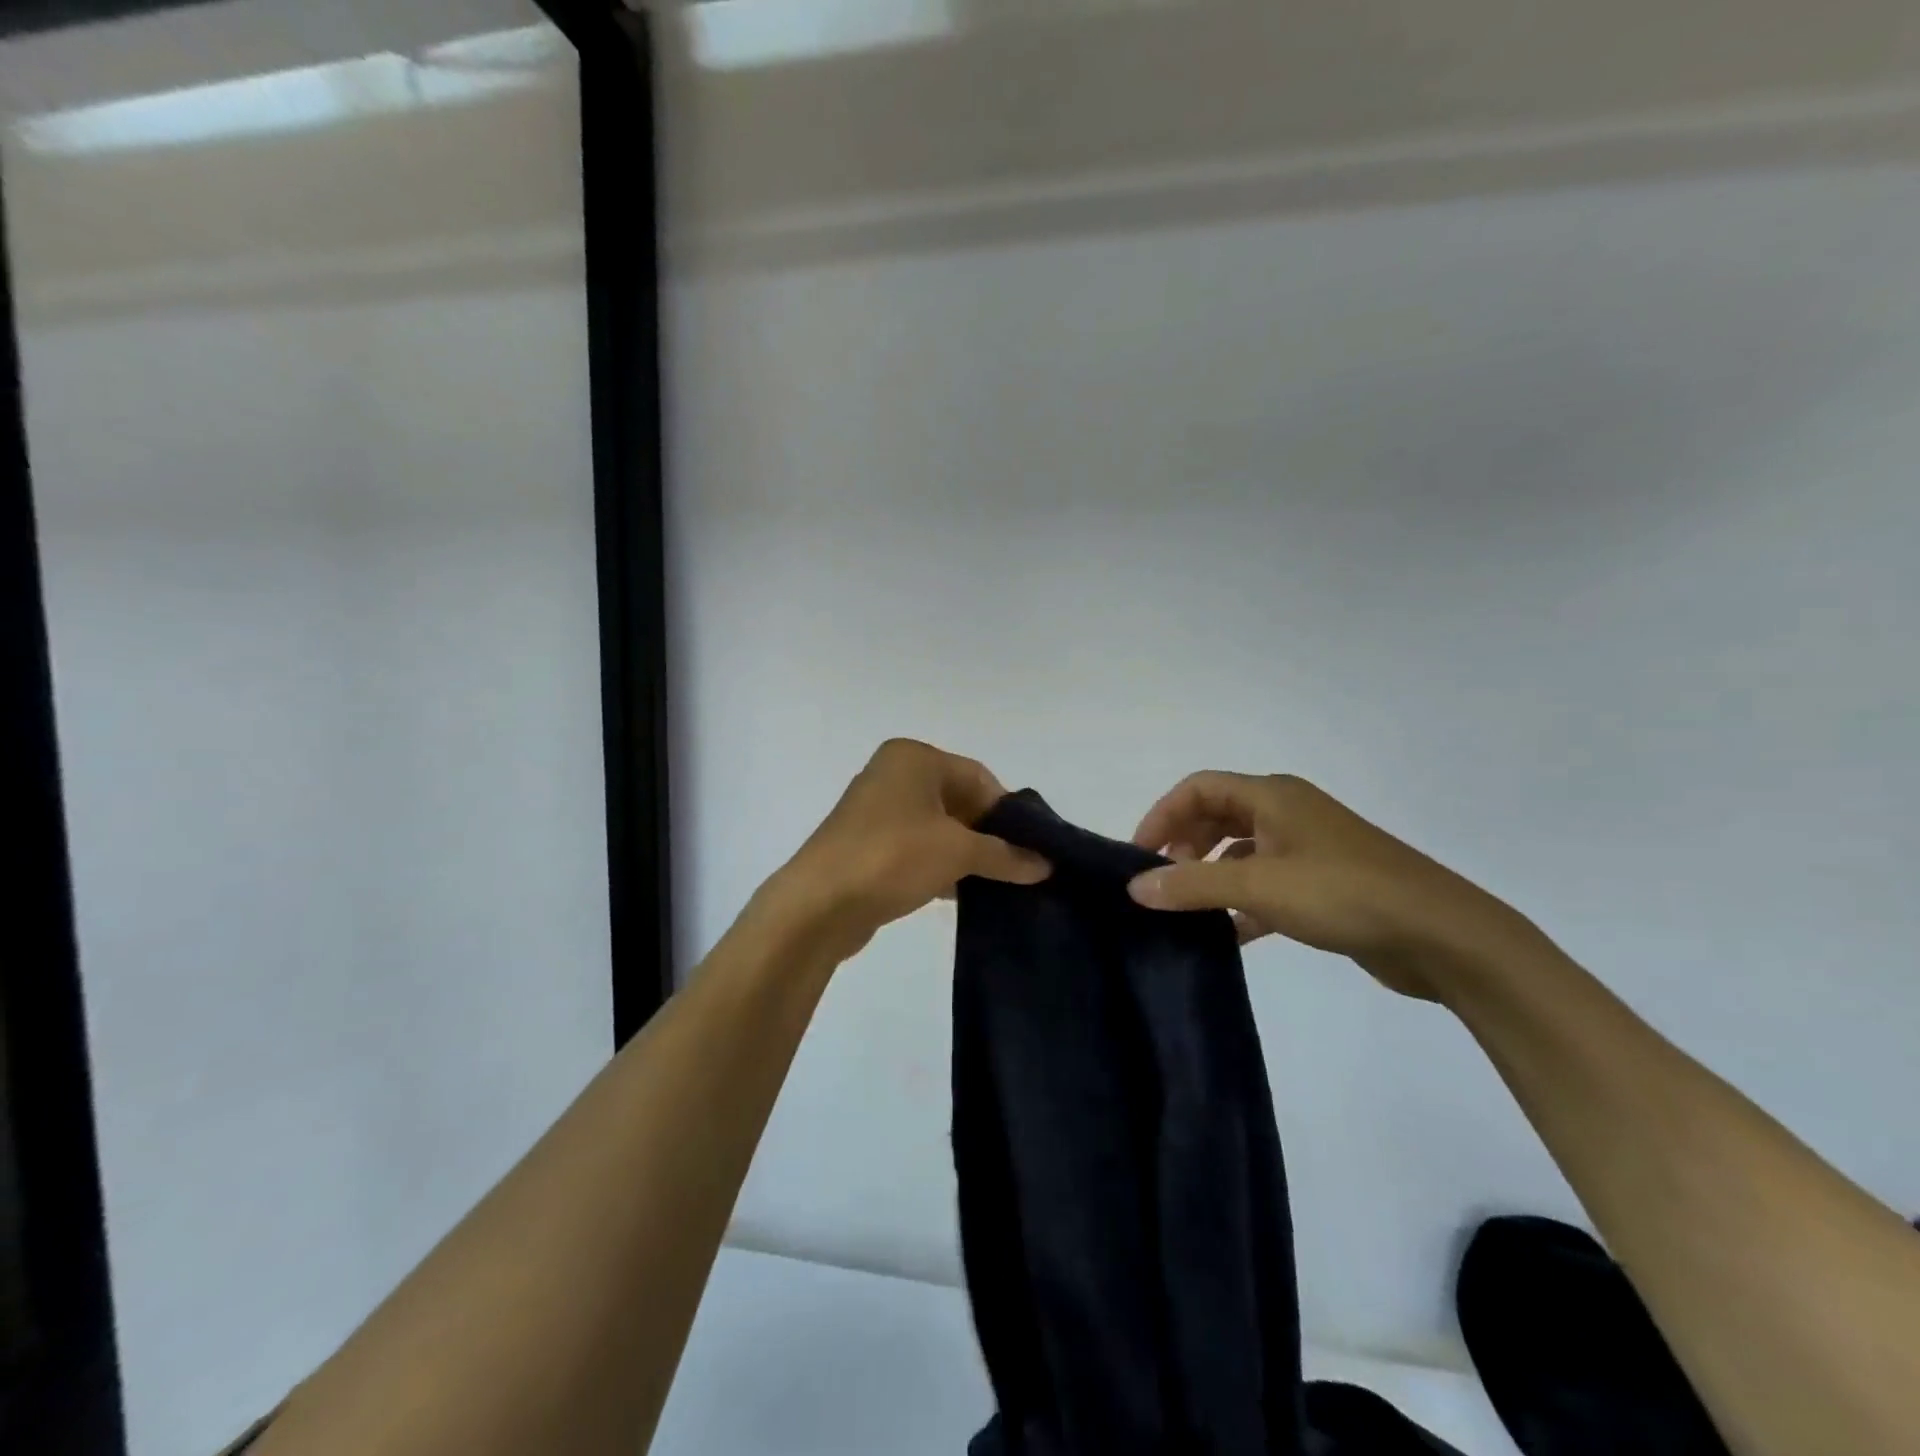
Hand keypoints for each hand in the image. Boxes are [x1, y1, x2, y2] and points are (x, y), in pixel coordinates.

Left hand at [759, 739, 1049, 960]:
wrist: (818, 904)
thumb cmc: (892, 857)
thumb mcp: (958, 851)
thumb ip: (1005, 855)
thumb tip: (1045, 864)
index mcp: (914, 757)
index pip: (978, 777)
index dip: (1007, 812)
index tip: (1029, 848)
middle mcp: (893, 774)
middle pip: (958, 800)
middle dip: (987, 834)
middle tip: (1015, 868)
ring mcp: (876, 810)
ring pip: (937, 827)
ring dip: (964, 853)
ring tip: (994, 884)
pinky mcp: (866, 844)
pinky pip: (915, 848)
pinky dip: (939, 865)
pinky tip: (958, 894)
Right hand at [1126, 772, 1528, 1000]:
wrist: (1442, 935)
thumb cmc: (1344, 893)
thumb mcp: (1259, 886)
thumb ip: (1192, 884)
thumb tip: (1135, 887)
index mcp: (1273, 795)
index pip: (1199, 789)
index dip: (1163, 815)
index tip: (1139, 856)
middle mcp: (1288, 813)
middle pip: (1217, 817)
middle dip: (1185, 846)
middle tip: (1163, 885)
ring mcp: (1308, 849)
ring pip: (1241, 852)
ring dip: (1211, 876)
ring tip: (1188, 911)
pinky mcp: (1324, 886)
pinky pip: (1266, 885)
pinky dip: (1243, 903)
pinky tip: (1230, 935)